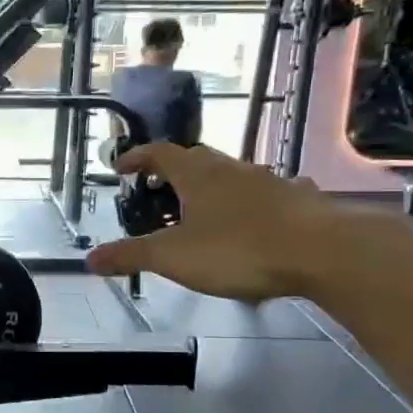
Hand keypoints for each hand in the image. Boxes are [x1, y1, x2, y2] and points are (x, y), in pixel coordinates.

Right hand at [83, 144, 346, 302]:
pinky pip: (263, 195)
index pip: (158, 152)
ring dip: (210, 187)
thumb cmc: (238, 248)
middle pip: (195, 159)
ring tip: (199, 211)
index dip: (136, 157)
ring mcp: (267, 182)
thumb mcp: (173, 257)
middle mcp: (230, 169)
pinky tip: (252, 222)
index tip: (120, 168)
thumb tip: (89, 260)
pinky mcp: (296, 200)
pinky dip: (246, 203)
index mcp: (196, 174)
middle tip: (156, 191)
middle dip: (172, 171)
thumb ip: (131, 256)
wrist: (323, 252)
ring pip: (230, 176)